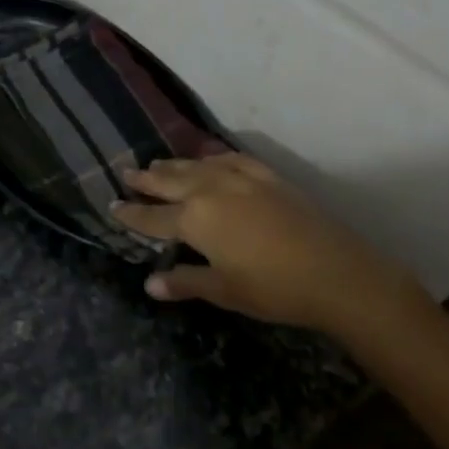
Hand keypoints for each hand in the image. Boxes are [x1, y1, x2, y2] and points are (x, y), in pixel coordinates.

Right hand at [111, 153, 429, 337]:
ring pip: (198, 167)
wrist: (337, 272)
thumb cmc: (274, 288)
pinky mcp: (267, 177)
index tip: (112, 206)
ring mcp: (241, 179)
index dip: (131, 214)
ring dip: (175, 166)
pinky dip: (214, 158)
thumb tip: (150, 284)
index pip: (153, 218)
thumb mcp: (224, 290)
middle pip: (170, 182)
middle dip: (147, 180)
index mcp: (195, 219)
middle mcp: (211, 191)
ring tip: (158, 163)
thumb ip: (185, 282)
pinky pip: (231, 160)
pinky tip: (211, 159)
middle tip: (126, 172)